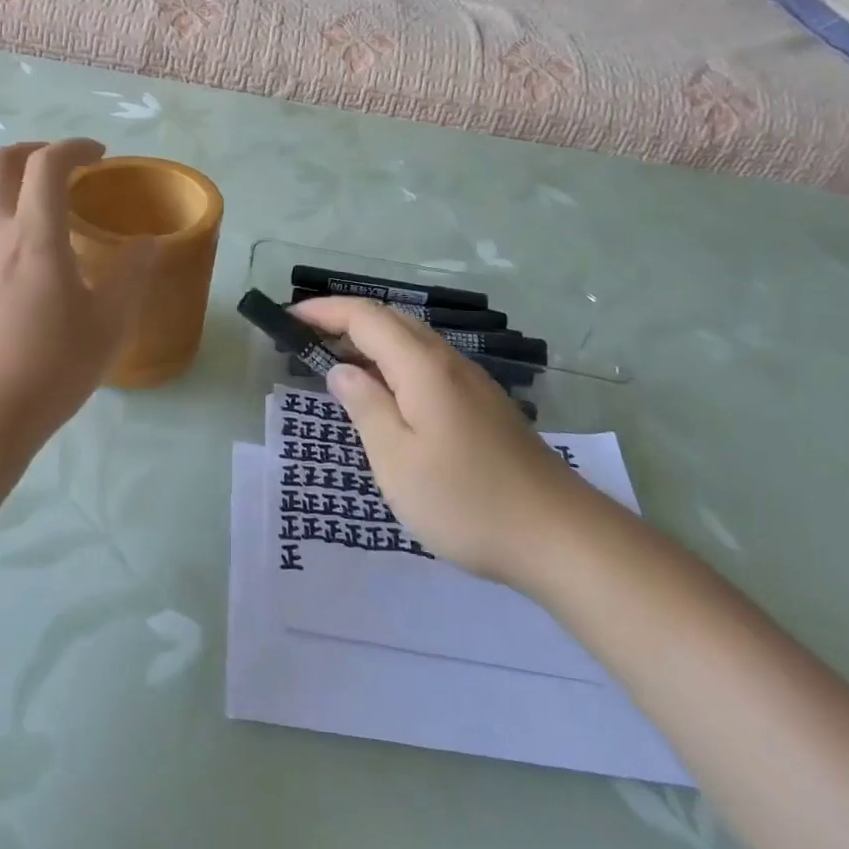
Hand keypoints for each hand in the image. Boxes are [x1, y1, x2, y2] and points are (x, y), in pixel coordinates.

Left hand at [0, 139, 153, 446]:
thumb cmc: (52, 368)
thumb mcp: (110, 324)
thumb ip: (132, 275)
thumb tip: (148, 244)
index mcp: (34, 237)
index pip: (47, 164)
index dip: (75, 147)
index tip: (102, 156)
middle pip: (1, 162)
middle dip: (35, 149)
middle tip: (68, 166)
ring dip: (9, 175)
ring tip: (40, 195)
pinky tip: (23, 242)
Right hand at [291, 296, 593, 588]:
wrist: (560, 537)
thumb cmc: (466, 501)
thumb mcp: (397, 459)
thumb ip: (365, 406)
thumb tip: (342, 370)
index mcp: (423, 367)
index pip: (365, 317)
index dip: (324, 311)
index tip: (288, 318)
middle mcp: (449, 362)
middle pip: (391, 320)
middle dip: (344, 319)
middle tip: (306, 339)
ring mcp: (472, 383)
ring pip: (412, 342)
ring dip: (370, 341)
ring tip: (337, 363)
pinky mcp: (484, 406)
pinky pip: (428, 365)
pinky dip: (394, 363)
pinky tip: (386, 396)